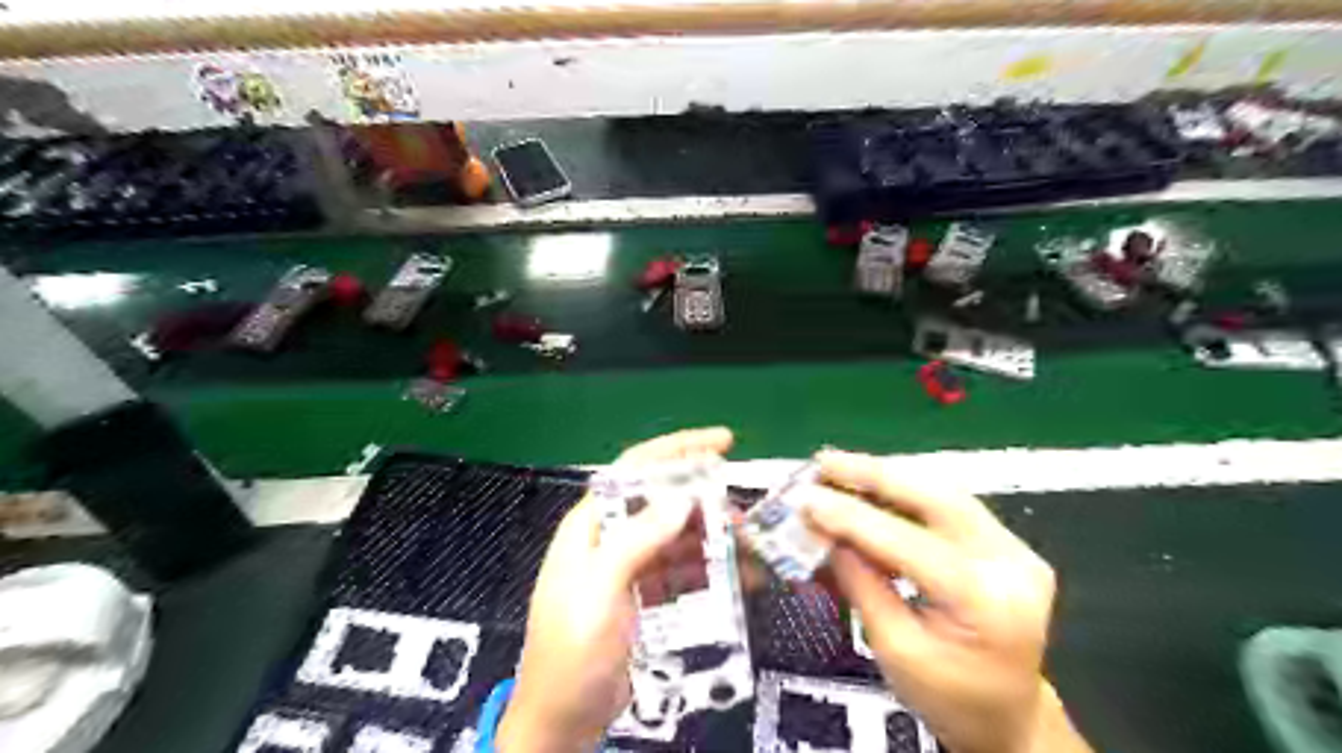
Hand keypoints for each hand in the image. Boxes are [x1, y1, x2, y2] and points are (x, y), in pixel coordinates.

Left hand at [499, 427, 738, 752]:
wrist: (562, 722)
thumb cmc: (571, 653)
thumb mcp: (600, 590)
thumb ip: (637, 539)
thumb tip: (681, 497)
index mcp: (593, 525)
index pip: (636, 470)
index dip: (678, 450)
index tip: (721, 443)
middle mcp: (613, 538)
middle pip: (665, 503)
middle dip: (707, 503)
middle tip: (745, 516)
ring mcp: (631, 569)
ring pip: (679, 538)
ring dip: (714, 539)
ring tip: (750, 549)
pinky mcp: (646, 597)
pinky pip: (684, 572)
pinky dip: (711, 571)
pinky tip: (739, 578)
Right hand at [796, 449, 1088, 750]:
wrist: (1006, 717)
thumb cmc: (948, 697)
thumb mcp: (894, 649)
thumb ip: (860, 583)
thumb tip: (822, 531)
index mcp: (987, 603)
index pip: (910, 544)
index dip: (853, 518)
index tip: (807, 499)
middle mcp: (1011, 564)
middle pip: (938, 498)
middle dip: (874, 475)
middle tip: (823, 463)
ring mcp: (1014, 548)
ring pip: (943, 491)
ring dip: (886, 476)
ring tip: (838, 468)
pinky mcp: (1006, 543)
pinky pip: (947, 503)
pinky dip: (904, 491)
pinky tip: (870, 485)